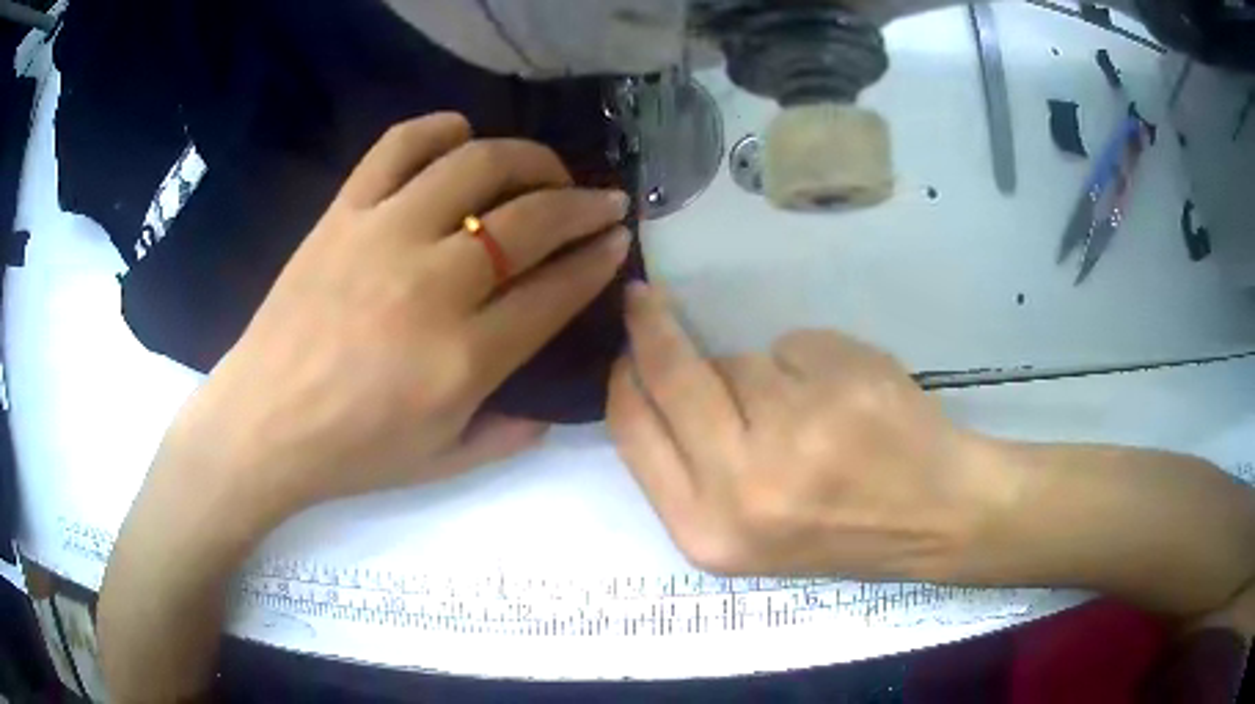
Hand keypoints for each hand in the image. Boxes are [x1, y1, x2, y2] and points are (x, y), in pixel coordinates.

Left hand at [165, 113, 631, 519]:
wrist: (261, 424)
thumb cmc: (351, 452)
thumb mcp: (443, 462)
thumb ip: (509, 435)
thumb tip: (551, 408)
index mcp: (464, 358)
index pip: (556, 290)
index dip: (598, 260)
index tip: (618, 241)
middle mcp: (432, 284)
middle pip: (531, 220)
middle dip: (584, 205)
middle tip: (604, 201)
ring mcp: (383, 236)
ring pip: (476, 167)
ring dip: (528, 158)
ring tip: (544, 170)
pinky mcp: (343, 213)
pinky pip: (398, 146)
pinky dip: (439, 129)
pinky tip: (462, 136)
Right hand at [607, 283, 1014, 579]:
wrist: (932, 517)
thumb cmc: (836, 527)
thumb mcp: (742, 529)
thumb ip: (691, 465)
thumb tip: (656, 375)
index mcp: (707, 529)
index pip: (634, 430)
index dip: (624, 378)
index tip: (624, 345)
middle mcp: (741, 486)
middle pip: (672, 375)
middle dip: (652, 326)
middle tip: (645, 298)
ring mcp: (797, 433)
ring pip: (741, 360)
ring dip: (763, 374)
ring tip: (810, 415)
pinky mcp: (841, 387)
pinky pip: (794, 345)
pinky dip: (811, 362)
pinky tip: (845, 401)